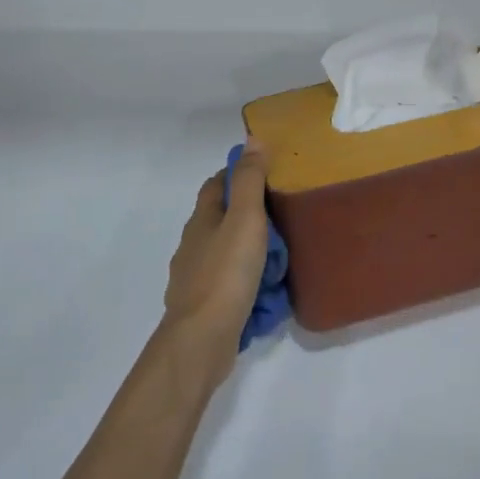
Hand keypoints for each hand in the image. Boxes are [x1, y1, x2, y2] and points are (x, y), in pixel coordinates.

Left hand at [162, 143, 271, 376]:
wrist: (202, 339)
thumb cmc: (226, 273)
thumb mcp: (245, 219)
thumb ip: (249, 180)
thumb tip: (252, 139)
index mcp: (202, 220)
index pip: (216, 185)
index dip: (237, 174)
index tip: (267, 174)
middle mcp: (194, 245)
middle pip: (221, 219)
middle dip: (249, 215)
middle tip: (285, 218)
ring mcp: (196, 278)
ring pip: (227, 253)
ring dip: (251, 251)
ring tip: (283, 257)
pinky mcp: (205, 306)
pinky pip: (231, 284)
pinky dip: (248, 282)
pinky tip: (267, 291)